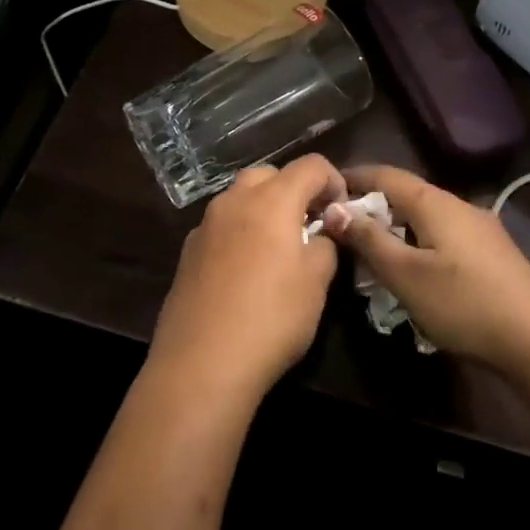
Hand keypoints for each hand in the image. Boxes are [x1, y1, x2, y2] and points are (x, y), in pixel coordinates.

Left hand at [149, 154, 346, 404]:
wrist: (202, 363)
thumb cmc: (272, 317)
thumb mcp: (317, 282)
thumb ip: (326, 244)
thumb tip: (321, 233)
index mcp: (272, 200)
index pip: (310, 165)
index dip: (333, 180)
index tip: (341, 212)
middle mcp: (235, 201)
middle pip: (269, 174)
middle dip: (294, 190)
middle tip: (309, 225)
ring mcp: (205, 225)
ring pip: (240, 198)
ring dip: (264, 209)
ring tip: (279, 248)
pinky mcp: (188, 252)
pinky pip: (222, 226)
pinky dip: (240, 233)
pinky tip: (246, 272)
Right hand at [322, 165, 529, 380]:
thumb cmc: (464, 303)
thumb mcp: (406, 275)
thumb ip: (369, 240)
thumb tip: (334, 209)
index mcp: (435, 202)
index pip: (386, 174)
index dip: (353, 177)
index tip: (324, 189)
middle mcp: (459, 205)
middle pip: (406, 194)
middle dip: (372, 206)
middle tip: (341, 228)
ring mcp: (480, 228)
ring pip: (426, 216)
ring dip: (395, 227)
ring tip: (370, 251)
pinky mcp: (491, 252)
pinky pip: (443, 235)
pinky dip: (417, 242)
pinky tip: (412, 269)